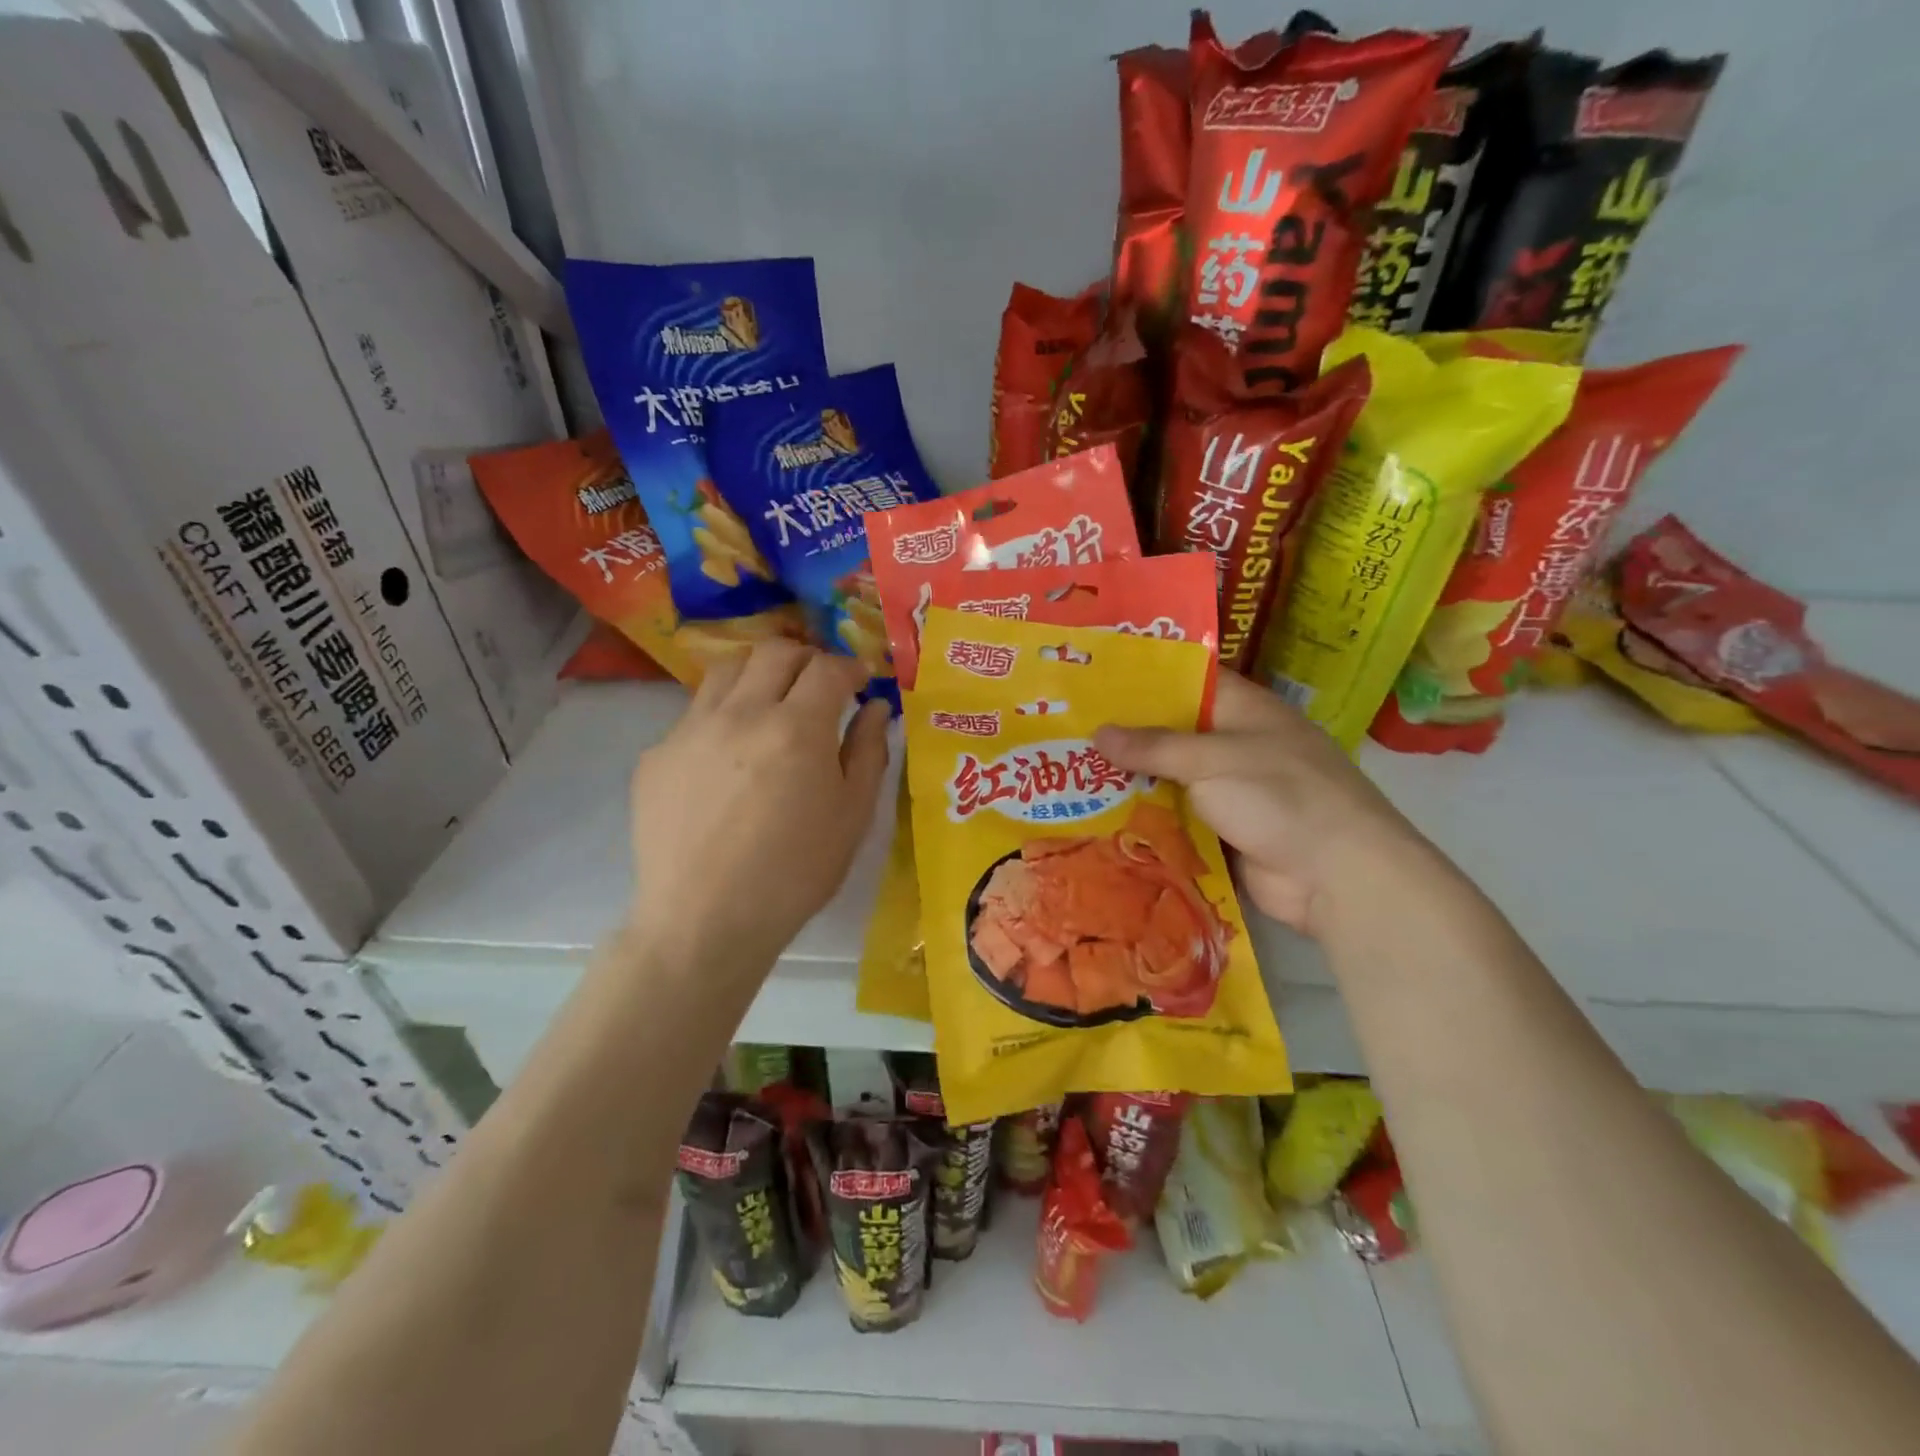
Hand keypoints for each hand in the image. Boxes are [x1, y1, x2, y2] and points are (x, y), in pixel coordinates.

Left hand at [627, 641, 889, 970]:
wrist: (704, 921)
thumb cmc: (795, 873)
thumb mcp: (852, 816)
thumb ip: (868, 751)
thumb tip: (876, 707)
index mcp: (796, 728)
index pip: (827, 667)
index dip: (850, 667)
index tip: (860, 681)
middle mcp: (740, 713)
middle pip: (774, 652)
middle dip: (806, 658)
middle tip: (820, 684)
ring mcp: (690, 730)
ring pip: (727, 669)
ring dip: (759, 673)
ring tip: (772, 702)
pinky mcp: (657, 754)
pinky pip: (695, 713)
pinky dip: (723, 715)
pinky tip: (730, 755)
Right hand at [1095, 674, 1433, 936]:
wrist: (1337, 875)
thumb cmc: (1279, 796)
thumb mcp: (1212, 760)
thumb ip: (1154, 747)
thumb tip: (1098, 733)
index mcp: (1244, 710)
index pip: (1190, 679)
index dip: (1145, 676)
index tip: (1097, 678)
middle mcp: (1236, 745)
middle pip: (1174, 732)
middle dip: (1128, 734)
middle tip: (1069, 729)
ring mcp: (1232, 791)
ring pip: (1172, 778)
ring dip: (1133, 781)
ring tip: (1073, 772)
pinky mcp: (1225, 831)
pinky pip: (1179, 818)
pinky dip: (1149, 818)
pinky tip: (1103, 817)